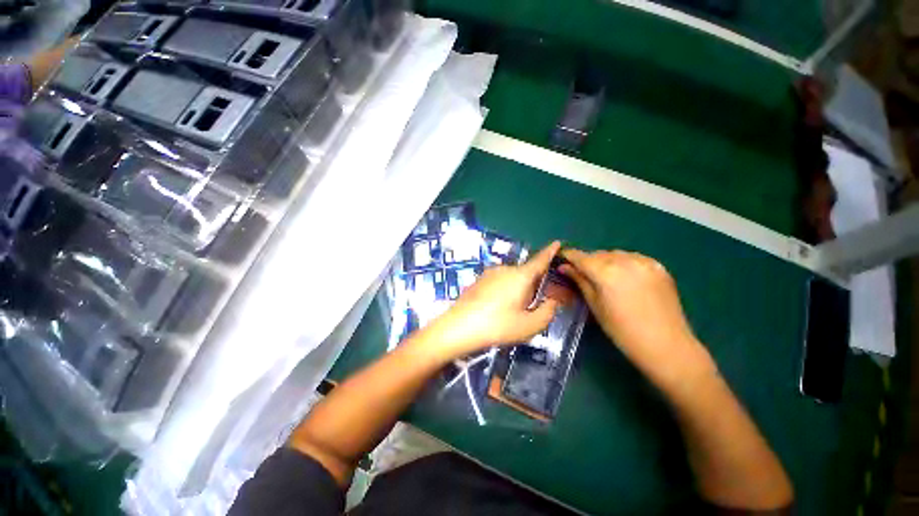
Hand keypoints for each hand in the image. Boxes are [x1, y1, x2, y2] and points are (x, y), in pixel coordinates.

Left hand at [422, 241, 562, 360]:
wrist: (459, 327)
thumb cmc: (498, 326)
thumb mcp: (529, 325)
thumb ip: (547, 311)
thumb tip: (551, 301)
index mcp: (520, 276)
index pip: (540, 260)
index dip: (550, 252)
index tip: (558, 243)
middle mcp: (505, 269)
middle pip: (526, 273)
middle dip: (534, 285)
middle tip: (535, 304)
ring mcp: (489, 274)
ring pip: (511, 278)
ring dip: (518, 289)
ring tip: (514, 312)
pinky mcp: (479, 281)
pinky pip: (499, 282)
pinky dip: (505, 291)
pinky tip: (499, 309)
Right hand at [560, 249, 711, 382]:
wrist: (666, 345)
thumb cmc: (622, 330)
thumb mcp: (595, 305)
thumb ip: (580, 281)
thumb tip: (564, 267)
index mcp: (606, 272)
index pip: (581, 257)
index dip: (569, 256)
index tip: (562, 257)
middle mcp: (625, 261)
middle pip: (598, 254)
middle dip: (588, 261)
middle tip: (582, 273)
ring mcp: (644, 262)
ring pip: (615, 254)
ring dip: (605, 261)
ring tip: (604, 276)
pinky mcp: (658, 266)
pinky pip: (633, 258)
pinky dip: (623, 262)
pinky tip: (624, 277)